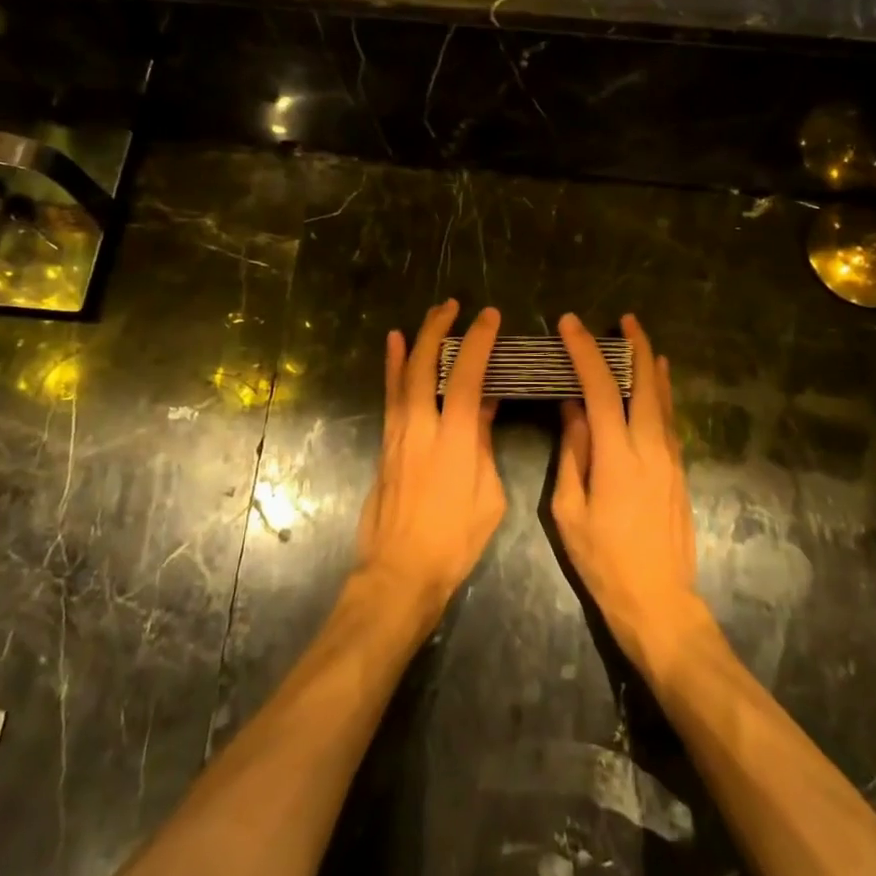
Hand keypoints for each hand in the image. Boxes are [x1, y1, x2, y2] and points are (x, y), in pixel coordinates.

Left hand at [355, 300, 505, 624]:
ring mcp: (398, 433)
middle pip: (428, 365)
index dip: (479, 341)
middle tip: (454, 305)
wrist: (400, 570)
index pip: (467, 376)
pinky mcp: (386, 443)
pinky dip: (393, 366)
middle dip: (440, 329)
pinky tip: (394, 346)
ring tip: (430, 316)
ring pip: (404, 374)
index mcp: (455, 439)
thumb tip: (483, 406)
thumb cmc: (454, 540)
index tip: (490, 317)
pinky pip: (390, 394)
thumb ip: (483, 444)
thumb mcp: (489, 495)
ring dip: (418, 341)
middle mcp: (422, 426)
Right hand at [552, 313, 709, 679]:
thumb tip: (572, 409)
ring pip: (663, 399)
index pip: (601, 389)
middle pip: (645, 383)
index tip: (570, 324)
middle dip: (634, 346)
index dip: (585, 352)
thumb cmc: (603, 560)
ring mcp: (671, 459)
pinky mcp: (680, 471)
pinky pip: (670, 419)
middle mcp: (650, 448)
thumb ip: (573, 453)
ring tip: (640, 339)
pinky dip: (661, 392)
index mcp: (617, 456)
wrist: (659, 601)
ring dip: (651, 364)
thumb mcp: (569, 509)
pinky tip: (658, 383)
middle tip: (623, 319)